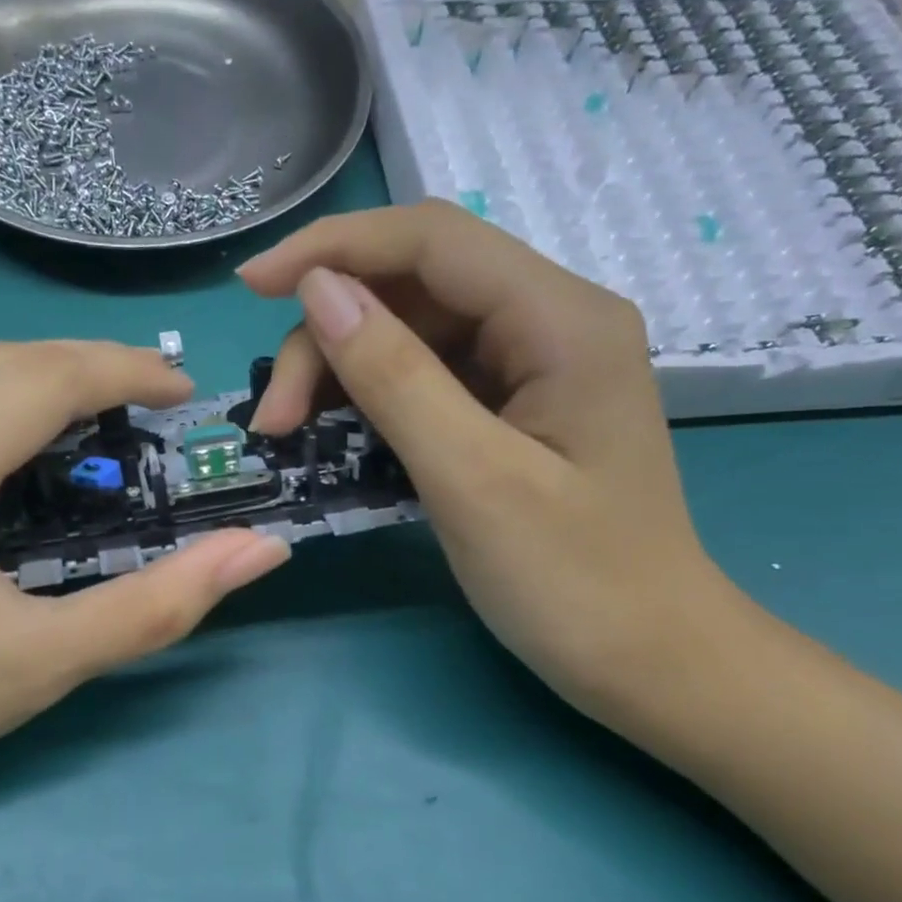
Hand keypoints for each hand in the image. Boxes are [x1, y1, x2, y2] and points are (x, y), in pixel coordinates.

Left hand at [0, 341, 291, 808]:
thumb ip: (158, 605)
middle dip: (88, 366)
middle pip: (0, 360)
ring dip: (38, 380)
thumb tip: (260, 552)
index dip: (123, 370)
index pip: (40, 382)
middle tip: (152, 401)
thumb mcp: (42, 665)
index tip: (181, 389)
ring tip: (100, 418)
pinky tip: (18, 443)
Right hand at [238, 200, 742, 721]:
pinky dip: (374, 399)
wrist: (650, 661)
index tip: (251, 287)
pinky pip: (430, 378)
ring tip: (293, 433)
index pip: (432, 240)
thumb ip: (395, 377)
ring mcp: (534, 367)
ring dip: (343, 370)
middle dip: (330, 335)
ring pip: (414, 332)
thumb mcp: (472, 479)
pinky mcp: (516, 409)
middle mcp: (551, 322)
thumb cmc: (573, 581)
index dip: (333, 248)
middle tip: (276, 422)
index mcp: (561, 319)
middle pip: (416, 287)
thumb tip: (319, 291)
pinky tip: (339, 435)